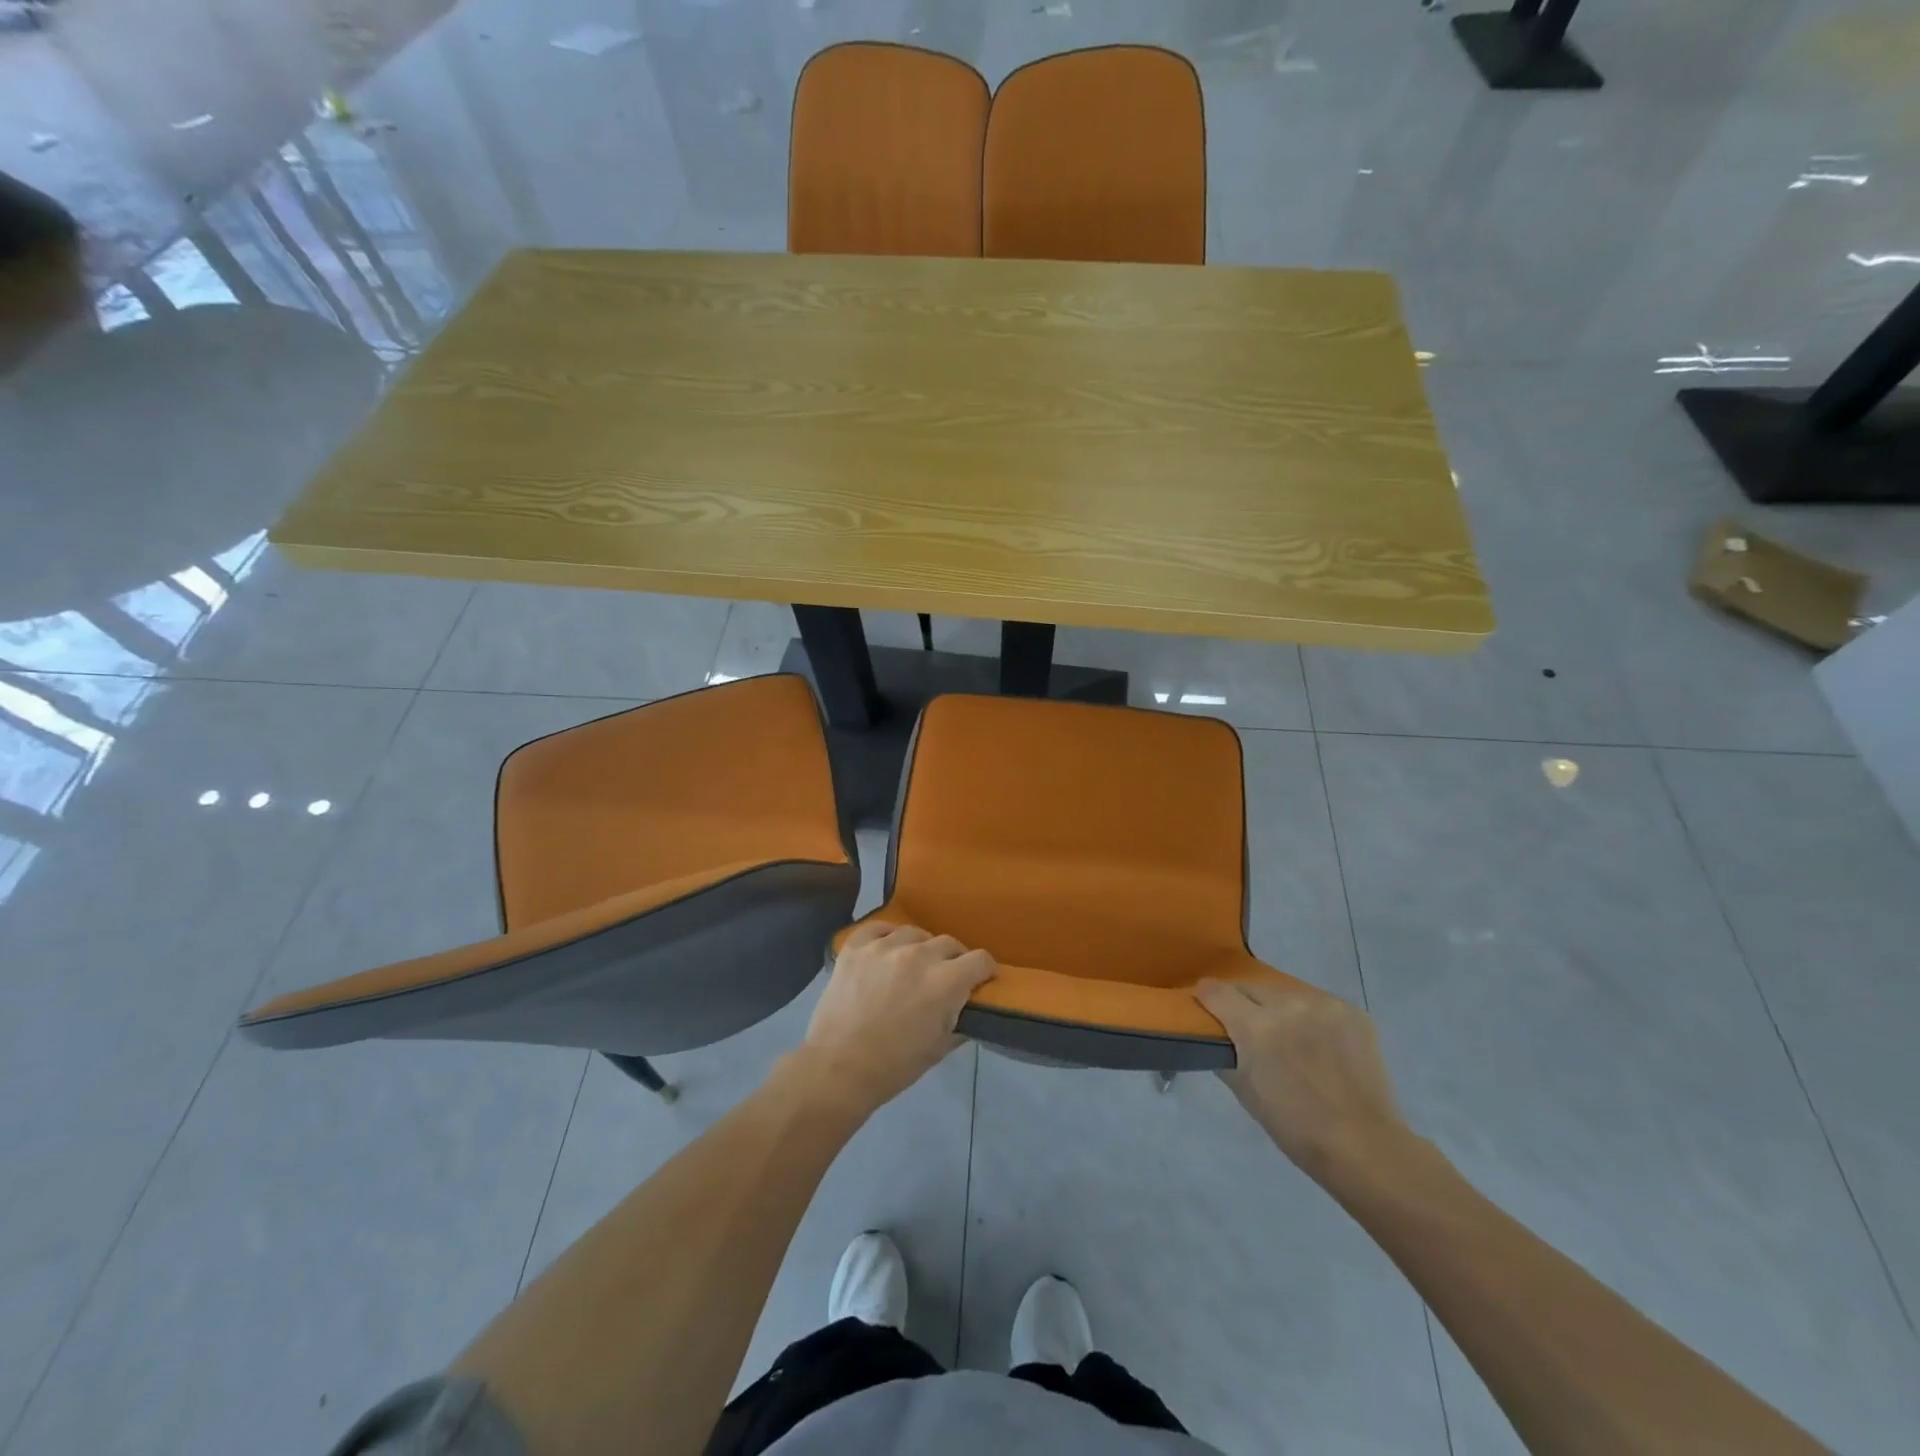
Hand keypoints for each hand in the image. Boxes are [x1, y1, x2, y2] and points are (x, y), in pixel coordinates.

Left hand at [797, 923, 996, 1113]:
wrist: (838, 1068)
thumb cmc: (895, 1066)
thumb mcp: (940, 1048)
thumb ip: (959, 1019)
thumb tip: (966, 1006)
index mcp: (945, 981)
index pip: (980, 959)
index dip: (985, 971)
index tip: (980, 980)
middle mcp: (919, 955)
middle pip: (949, 943)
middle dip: (954, 960)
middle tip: (945, 978)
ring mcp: (884, 947)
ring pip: (915, 933)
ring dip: (920, 948)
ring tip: (912, 964)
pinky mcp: (856, 947)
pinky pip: (878, 928)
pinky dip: (887, 936)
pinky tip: (886, 949)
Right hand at [1196, 977, 1409, 1184]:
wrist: (1364, 1146)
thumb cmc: (1295, 1127)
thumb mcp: (1244, 1092)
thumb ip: (1225, 1054)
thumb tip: (1217, 1036)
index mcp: (1256, 1027)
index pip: (1216, 991)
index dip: (1206, 997)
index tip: (1205, 1005)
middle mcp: (1288, 1005)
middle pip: (1251, 987)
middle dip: (1244, 1004)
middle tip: (1249, 1028)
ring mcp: (1324, 1005)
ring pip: (1285, 993)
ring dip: (1279, 1009)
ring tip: (1289, 1037)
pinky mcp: (1352, 1011)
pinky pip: (1317, 1004)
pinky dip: (1312, 1018)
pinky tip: (1319, 1043)